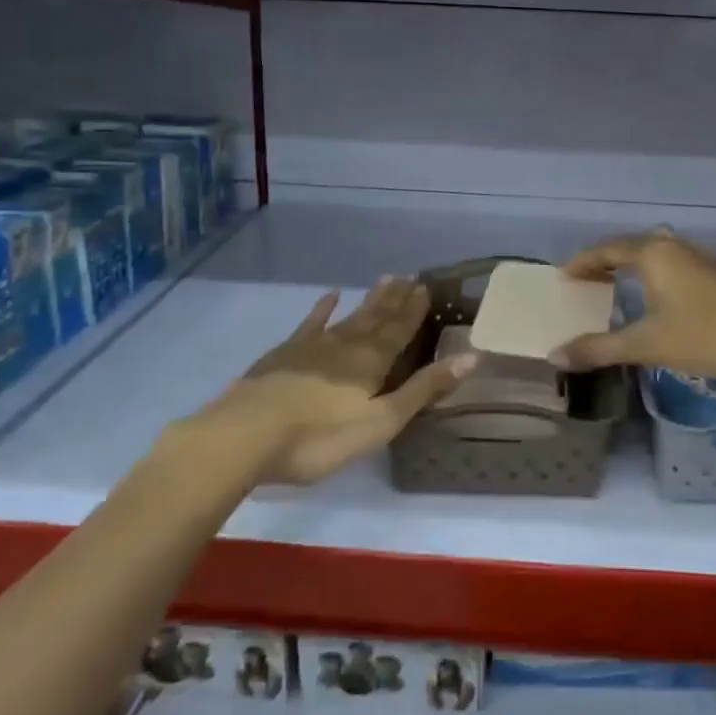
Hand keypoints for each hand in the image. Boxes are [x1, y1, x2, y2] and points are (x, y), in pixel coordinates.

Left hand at [175, 278, 476, 483]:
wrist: (244, 436)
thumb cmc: (319, 438)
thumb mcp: (380, 422)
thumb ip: (423, 390)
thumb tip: (472, 357)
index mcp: (371, 362)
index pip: (400, 330)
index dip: (414, 310)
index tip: (426, 287)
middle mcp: (346, 345)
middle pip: (376, 318)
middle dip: (395, 299)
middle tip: (409, 276)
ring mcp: (312, 347)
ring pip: (349, 317)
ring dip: (369, 300)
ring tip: (385, 280)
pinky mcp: (283, 355)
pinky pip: (310, 324)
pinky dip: (322, 309)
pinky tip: (330, 296)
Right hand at [550, 231, 715, 380]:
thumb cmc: (705, 336)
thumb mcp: (647, 345)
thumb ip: (599, 348)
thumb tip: (554, 355)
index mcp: (652, 254)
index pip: (606, 249)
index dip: (582, 262)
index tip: (564, 277)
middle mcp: (673, 246)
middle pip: (629, 245)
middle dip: (604, 260)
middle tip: (584, 281)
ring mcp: (697, 256)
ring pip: (653, 252)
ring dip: (629, 264)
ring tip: (612, 284)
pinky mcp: (714, 272)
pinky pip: (669, 261)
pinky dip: (650, 271)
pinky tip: (652, 294)